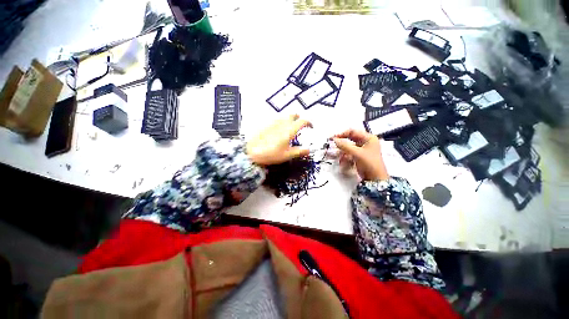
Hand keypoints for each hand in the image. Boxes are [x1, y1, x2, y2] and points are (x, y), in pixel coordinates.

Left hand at [247, 115, 311, 165]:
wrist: (251, 151)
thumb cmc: (271, 154)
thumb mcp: (287, 155)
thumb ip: (299, 152)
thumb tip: (309, 150)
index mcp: (290, 130)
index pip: (302, 121)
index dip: (308, 122)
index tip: (310, 127)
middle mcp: (282, 123)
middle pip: (293, 114)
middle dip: (298, 118)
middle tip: (299, 125)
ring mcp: (273, 121)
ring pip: (284, 115)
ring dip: (289, 119)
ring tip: (289, 128)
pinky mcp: (266, 123)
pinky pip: (276, 118)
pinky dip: (280, 121)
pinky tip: (277, 130)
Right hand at [332, 129, 388, 180]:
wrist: (375, 179)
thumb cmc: (370, 163)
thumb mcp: (357, 153)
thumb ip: (344, 146)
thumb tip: (334, 140)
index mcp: (368, 138)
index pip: (352, 132)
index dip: (342, 134)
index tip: (333, 138)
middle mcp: (366, 142)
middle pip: (350, 139)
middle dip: (342, 144)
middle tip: (333, 145)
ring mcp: (362, 149)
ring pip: (348, 147)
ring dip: (343, 152)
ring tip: (340, 158)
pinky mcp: (359, 156)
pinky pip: (349, 153)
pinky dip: (345, 157)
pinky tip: (343, 162)